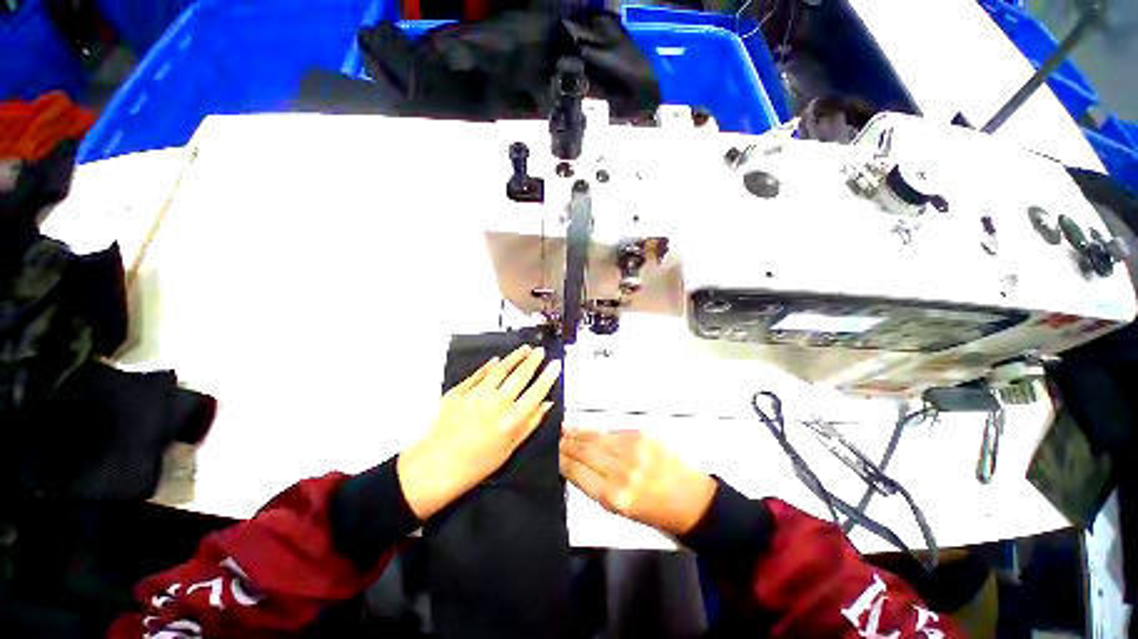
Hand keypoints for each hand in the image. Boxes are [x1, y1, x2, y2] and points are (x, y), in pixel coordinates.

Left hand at [397, 345, 560, 519]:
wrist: (435, 467)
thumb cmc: (477, 464)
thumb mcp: (510, 449)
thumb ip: (530, 423)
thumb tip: (547, 404)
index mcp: (511, 420)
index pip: (536, 392)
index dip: (548, 377)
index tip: (555, 365)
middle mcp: (495, 404)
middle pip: (519, 376)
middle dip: (533, 361)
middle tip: (540, 351)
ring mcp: (475, 395)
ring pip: (500, 370)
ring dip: (514, 357)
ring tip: (525, 349)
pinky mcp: (458, 392)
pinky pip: (477, 375)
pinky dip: (489, 366)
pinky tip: (497, 360)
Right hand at [559, 429, 716, 536]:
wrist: (693, 500)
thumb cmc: (656, 513)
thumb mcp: (621, 511)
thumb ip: (596, 487)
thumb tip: (574, 467)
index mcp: (615, 497)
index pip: (578, 472)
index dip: (562, 461)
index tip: (552, 454)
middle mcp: (622, 471)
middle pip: (585, 451)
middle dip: (567, 444)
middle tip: (554, 437)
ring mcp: (634, 450)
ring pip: (597, 438)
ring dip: (578, 433)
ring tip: (564, 429)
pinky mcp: (643, 435)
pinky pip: (613, 432)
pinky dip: (598, 431)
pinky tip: (588, 429)